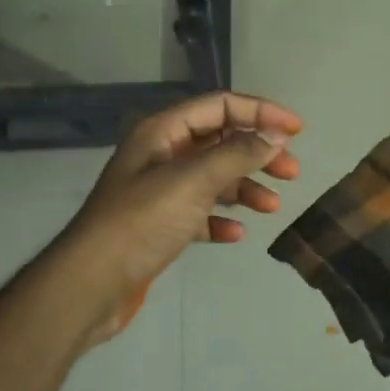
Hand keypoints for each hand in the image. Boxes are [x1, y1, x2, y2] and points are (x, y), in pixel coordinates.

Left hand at [57, 91, 301, 341]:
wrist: (92, 284)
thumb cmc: (142, 222)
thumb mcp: (193, 181)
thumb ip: (237, 154)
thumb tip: (277, 136)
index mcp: (162, 132)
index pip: (220, 106)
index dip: (260, 112)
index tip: (297, 131)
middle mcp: (161, 154)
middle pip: (220, 141)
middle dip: (257, 153)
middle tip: (291, 172)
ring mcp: (159, 191)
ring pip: (213, 178)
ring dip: (245, 188)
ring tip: (272, 207)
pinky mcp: (160, 225)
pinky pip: (200, 213)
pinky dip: (221, 219)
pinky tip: (235, 233)